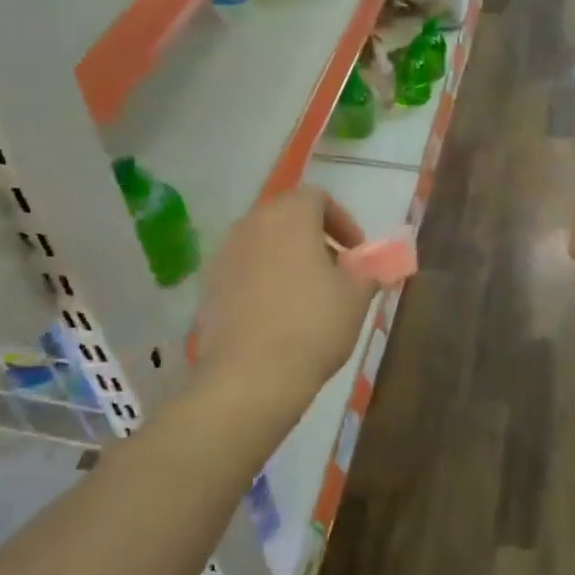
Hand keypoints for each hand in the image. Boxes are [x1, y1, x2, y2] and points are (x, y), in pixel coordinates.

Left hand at [195, 187, 374, 419]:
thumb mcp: (356, 297)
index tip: (355, 252)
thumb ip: (365, 273)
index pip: (317, 197)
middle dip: (314, 239)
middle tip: (335, 271)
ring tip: (307, 295)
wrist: (249, 376)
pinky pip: (244, 271)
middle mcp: (252, 225)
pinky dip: (263, 281)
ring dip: (287, 259)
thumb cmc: (313, 325)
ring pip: (263, 244)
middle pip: (287, 218)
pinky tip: (278, 316)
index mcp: (289, 216)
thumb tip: (365, 270)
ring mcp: (224, 255)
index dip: (342, 221)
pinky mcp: (209, 287)